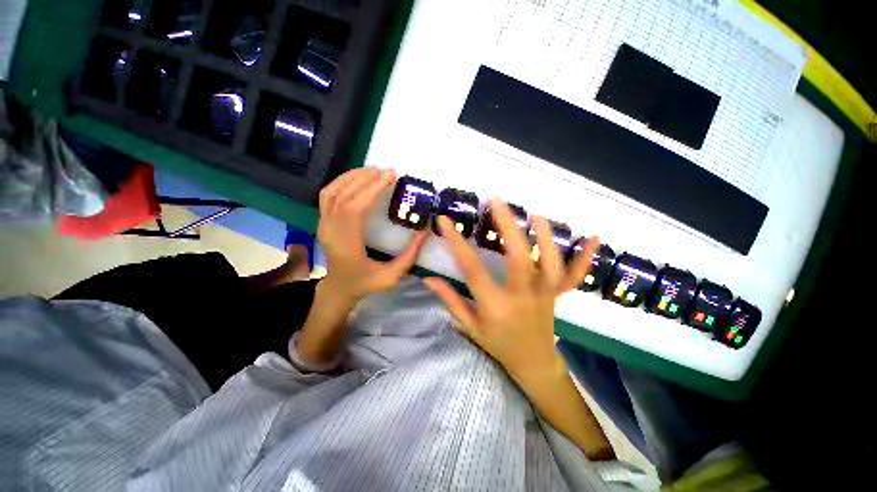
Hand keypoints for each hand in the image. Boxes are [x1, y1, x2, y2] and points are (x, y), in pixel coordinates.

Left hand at [317, 168, 426, 302]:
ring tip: (375, 171)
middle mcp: (330, 230)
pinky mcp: (322, 220)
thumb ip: (410, 254)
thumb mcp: (392, 276)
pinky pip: (327, 194)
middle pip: (344, 195)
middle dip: (367, 179)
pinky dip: (342, 181)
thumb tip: (425, 229)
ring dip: (354, 176)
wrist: (339, 288)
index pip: (355, 208)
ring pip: (333, 190)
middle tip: (388, 171)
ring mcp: (322, 224)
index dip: (372, 189)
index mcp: (347, 244)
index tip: (391, 177)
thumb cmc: (366, 283)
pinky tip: (358, 178)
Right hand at [424, 199, 598, 382]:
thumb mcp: (470, 326)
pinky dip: (585, 257)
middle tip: (496, 200)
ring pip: (549, 262)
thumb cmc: (498, 344)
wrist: (532, 363)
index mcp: (495, 305)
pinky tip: (592, 236)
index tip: (444, 221)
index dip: (457, 243)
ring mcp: (545, 294)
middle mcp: (522, 296)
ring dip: (544, 235)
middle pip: (517, 257)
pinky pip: (574, 275)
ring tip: (534, 212)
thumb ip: (450, 300)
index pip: (472, 269)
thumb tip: (428, 279)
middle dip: (507, 226)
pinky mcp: (558, 294)